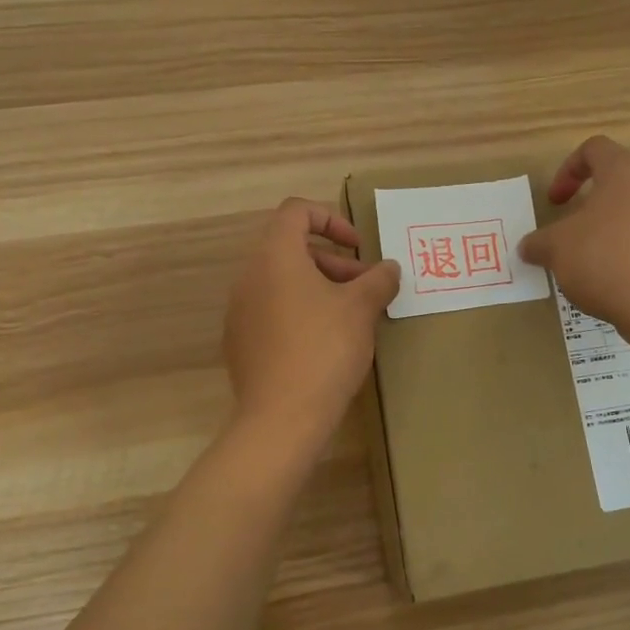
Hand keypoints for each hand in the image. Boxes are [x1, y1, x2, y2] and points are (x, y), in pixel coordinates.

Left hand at [223, 198, 400, 446]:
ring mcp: (240, 311)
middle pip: (291, 248)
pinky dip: (300, 311)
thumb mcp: (361, 309)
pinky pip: (272, 311)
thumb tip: (389, 268)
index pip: (295, 212)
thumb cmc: (324, 349)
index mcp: (275, 257)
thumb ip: (378, 279)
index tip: (358, 247)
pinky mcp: (240, 342)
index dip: (331, 219)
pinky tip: (325, 343)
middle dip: (333, 261)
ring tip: (351, 316)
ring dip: (319, 287)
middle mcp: (249, 277)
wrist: (282, 418)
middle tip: (365, 286)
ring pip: (282, 282)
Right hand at [520, 136, 629, 332]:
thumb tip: (528, 246)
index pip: (594, 149)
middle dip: (589, 208)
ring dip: (610, 234)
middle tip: (570, 235)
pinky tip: (618, 285)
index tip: (555, 202)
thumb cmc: (605, 259)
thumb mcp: (556, 249)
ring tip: (591, 265)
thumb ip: (538, 243)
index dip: (567, 170)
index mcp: (624, 172)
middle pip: (618, 184)